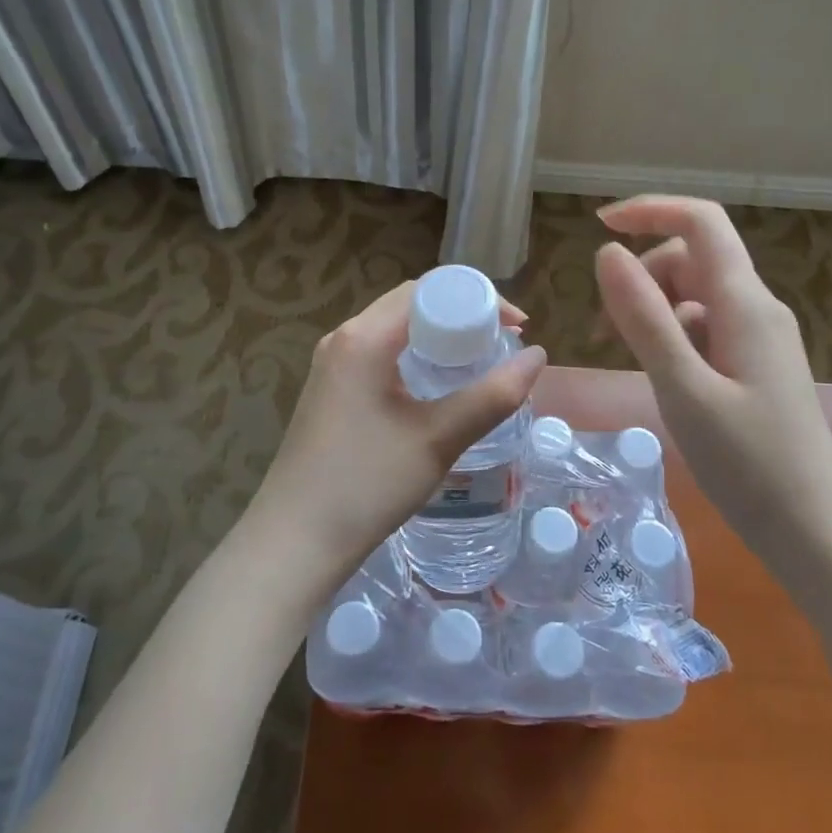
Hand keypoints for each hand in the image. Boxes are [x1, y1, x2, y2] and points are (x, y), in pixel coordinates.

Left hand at [246, 280, 546, 601]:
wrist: (294, 542)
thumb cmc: (367, 485)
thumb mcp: (438, 439)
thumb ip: (492, 395)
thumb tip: (538, 356)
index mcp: (365, 337)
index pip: (428, 290)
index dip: (477, 300)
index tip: (515, 327)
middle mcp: (343, 338)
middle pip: (410, 304)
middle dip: (460, 315)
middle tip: (501, 343)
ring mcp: (331, 365)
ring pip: (393, 329)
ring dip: (437, 336)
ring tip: (477, 362)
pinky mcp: (329, 390)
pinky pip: (378, 353)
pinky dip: (414, 356)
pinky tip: (435, 387)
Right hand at [593, 195, 831, 542]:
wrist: (815, 531)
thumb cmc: (748, 462)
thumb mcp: (683, 388)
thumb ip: (644, 318)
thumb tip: (605, 253)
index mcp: (744, 303)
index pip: (701, 222)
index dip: (650, 210)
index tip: (599, 225)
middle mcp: (756, 308)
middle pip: (691, 259)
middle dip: (641, 277)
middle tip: (605, 330)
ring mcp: (759, 338)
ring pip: (694, 296)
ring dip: (652, 310)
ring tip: (627, 358)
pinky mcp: (755, 365)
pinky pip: (704, 328)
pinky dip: (672, 338)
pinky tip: (661, 378)